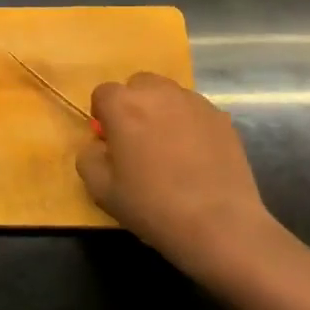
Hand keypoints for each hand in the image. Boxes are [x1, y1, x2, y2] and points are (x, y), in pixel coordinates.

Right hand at [77, 72, 285, 276]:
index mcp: (123, 105)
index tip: (110, 142)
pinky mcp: (221, 118)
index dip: (103, 116)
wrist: (218, 224)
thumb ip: (88, 157)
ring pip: (168, 94)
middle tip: (138, 141)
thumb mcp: (101, 190)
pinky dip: (189, 124)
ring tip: (169, 147)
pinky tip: (195, 156)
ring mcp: (194, 102)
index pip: (103, 93)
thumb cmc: (152, 206)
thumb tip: (99, 145)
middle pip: (138, 85)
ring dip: (161, 111)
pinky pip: (194, 111)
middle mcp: (158, 92)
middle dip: (133, 106)